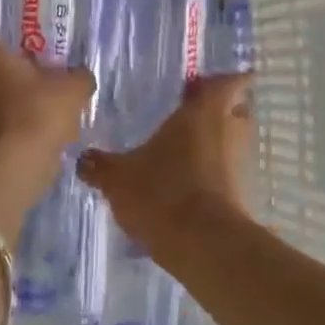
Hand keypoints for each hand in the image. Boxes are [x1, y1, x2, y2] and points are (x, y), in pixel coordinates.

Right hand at [79, 73, 252, 256]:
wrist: (203, 244)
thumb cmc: (162, 192)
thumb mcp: (117, 177)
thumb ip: (100, 165)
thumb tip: (83, 159)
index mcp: (204, 111)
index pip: (229, 80)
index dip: (220, 79)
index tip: (202, 84)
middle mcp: (230, 130)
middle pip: (235, 110)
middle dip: (216, 111)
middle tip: (187, 115)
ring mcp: (240, 163)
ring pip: (231, 143)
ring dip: (213, 144)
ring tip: (180, 151)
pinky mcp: (241, 194)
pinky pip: (226, 173)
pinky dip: (211, 173)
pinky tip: (183, 183)